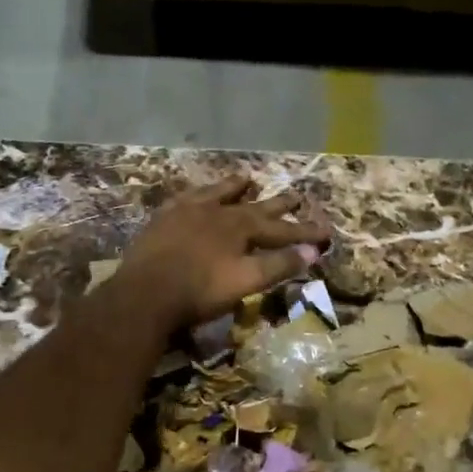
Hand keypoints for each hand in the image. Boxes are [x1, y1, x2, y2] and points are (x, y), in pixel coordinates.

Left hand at [114, 175, 331, 331]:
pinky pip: (185, 198)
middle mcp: (217, 211)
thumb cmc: (200, 291)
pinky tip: (196, 195)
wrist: (145, 293)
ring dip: (235, 187)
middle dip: (277, 204)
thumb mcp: (246, 281)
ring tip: (247, 178)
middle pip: (253, 205)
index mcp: (240, 227)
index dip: (304, 231)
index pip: (281, 228)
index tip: (327, 231)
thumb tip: (314, 251)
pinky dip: (197, 195)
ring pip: (217, 193)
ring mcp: (187, 211)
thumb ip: (279, 264)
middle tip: (296, 196)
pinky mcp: (163, 219)